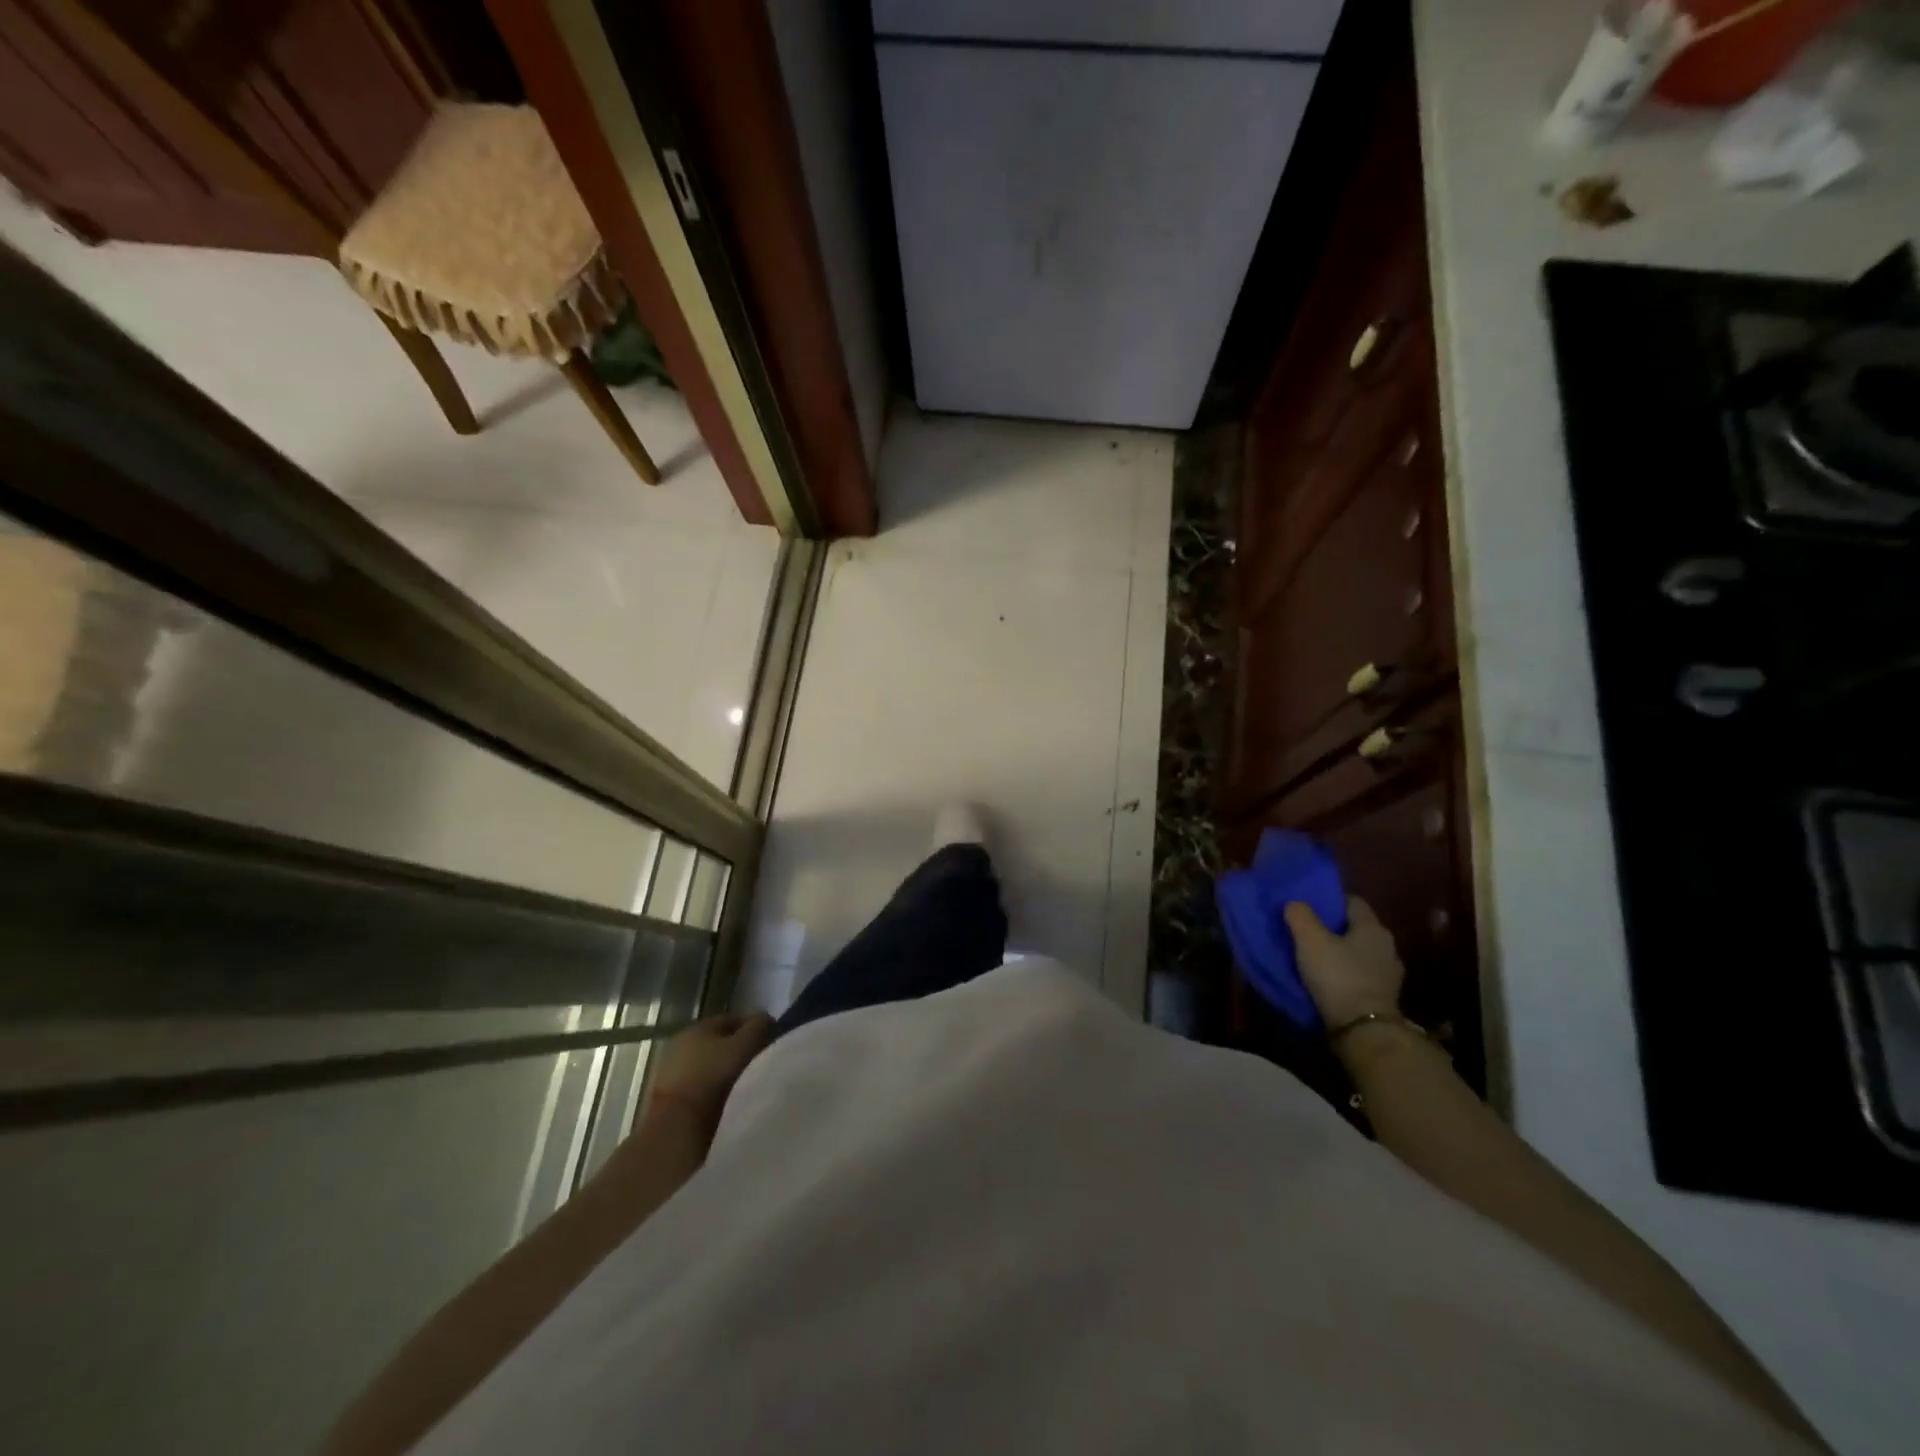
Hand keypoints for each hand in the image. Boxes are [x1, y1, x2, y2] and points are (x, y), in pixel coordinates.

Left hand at [649, 1013, 773, 1130]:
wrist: (677, 1127)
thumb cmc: (713, 1077)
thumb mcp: (744, 1046)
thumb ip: (758, 1027)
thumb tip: (766, 1019)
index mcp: (699, 1026)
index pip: (734, 1019)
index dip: (755, 1026)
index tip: (773, 1041)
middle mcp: (683, 1043)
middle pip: (720, 1042)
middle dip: (741, 1050)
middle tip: (763, 1062)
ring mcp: (674, 1072)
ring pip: (711, 1065)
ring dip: (727, 1071)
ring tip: (748, 1083)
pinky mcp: (671, 1098)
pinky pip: (702, 1087)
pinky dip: (715, 1090)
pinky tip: (729, 1100)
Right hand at [1284, 897, 1405, 1027]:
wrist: (1363, 1030)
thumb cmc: (1338, 976)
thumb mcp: (1310, 940)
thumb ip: (1300, 915)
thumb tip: (1295, 903)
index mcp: (1373, 927)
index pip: (1352, 901)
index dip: (1329, 900)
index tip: (1308, 906)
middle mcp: (1387, 946)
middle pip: (1356, 927)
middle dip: (1333, 927)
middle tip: (1306, 930)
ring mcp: (1389, 973)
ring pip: (1359, 952)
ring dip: (1340, 952)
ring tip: (1315, 956)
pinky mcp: (1384, 996)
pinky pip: (1361, 974)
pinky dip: (1346, 972)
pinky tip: (1328, 978)